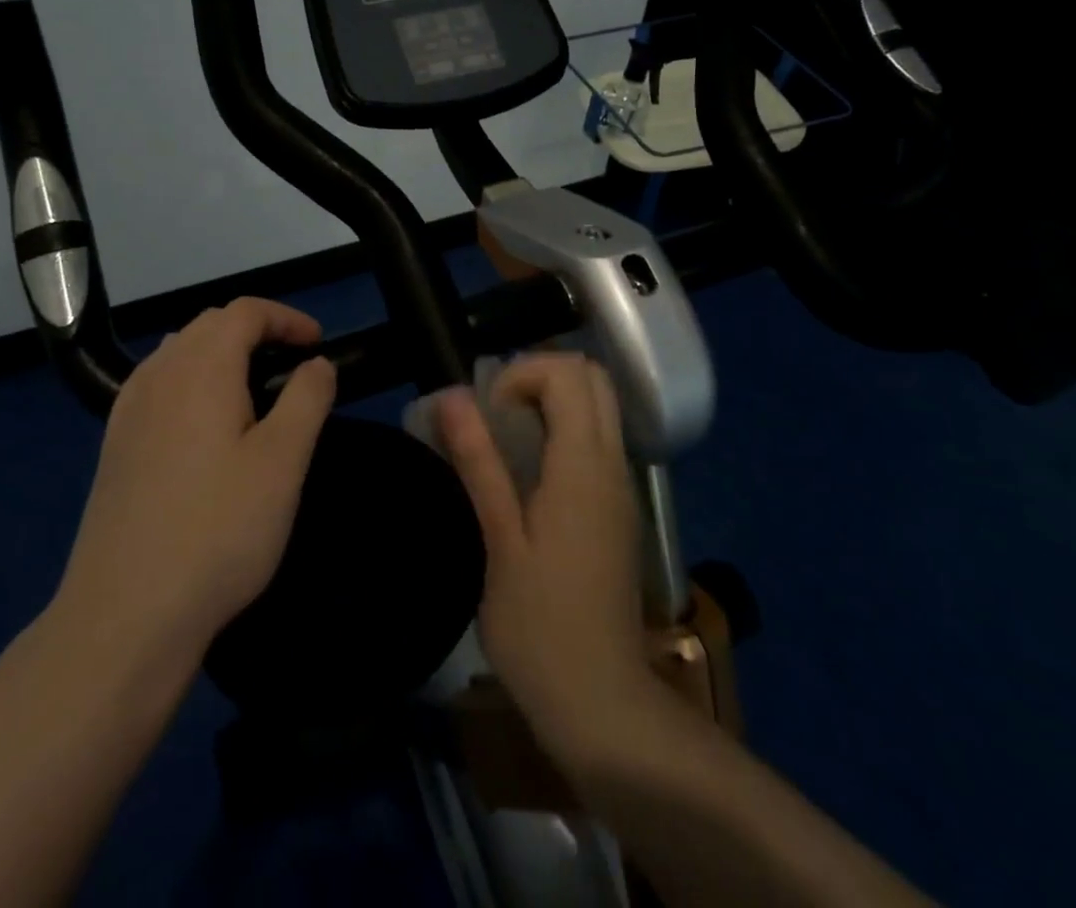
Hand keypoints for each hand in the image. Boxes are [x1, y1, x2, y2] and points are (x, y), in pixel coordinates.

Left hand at [52, 297, 336, 671]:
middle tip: (293, 366)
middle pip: (209, 325)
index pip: (244, 311)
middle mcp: (158, 374)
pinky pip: (158, 385)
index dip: (287, 317)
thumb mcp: (283, 462)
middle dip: (256, 331)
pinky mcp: (114, 445)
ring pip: (179, 352)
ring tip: (254, 391)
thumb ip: (306, 398)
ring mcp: (128, 410)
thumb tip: (316, 363)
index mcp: (200, 367)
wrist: (125, 614)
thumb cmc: (218, 530)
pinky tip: (205, 426)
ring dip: (221, 354)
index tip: (319, 344)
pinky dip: (191, 381)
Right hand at [437, 354, 656, 758]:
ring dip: (553, 401)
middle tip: (496, 413)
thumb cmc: (539, 625)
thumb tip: (452, 396)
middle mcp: (613, 464)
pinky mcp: (619, 508)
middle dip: (540, 375)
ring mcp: (622, 486)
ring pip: (600, 406)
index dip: (521, 373)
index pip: (569, 373)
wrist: (601, 701)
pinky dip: (565, 428)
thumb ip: (479, 461)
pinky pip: (599, 439)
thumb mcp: (500, 540)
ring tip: (505, 438)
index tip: (487, 413)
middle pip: (593, 378)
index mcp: (583, 466)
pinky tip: (528, 472)